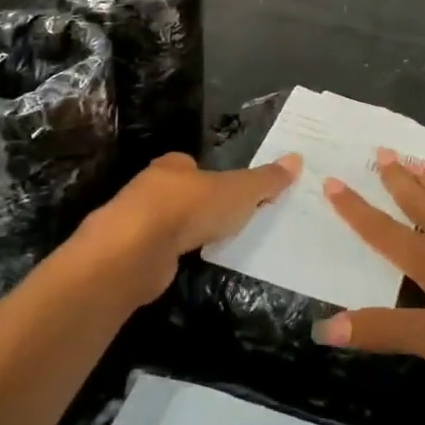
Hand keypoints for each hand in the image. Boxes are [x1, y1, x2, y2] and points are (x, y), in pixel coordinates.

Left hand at [80, 152, 299, 304]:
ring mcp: (134, 222)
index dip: (210, 177)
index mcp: (173, 165)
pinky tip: (185, 265)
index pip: (192, 165)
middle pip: (178, 193)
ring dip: (182, 233)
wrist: (135, 250)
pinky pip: (156, 251)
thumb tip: (296, 159)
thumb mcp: (239, 192)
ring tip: (210, 245)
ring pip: (165, 223)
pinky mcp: (128, 254)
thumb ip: (265, 180)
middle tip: (225, 220)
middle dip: (197, 205)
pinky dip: (170, 257)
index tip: (229, 193)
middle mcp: (150, 187)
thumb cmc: (189, 208)